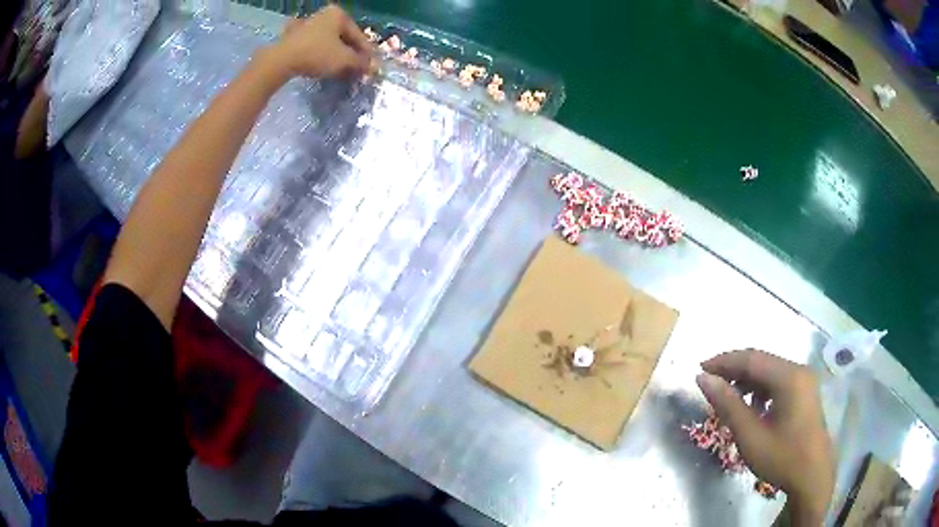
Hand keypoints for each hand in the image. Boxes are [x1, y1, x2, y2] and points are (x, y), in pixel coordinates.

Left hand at [267, 5, 373, 79]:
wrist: (281, 60)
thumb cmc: (317, 54)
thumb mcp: (344, 60)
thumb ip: (361, 63)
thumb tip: (374, 68)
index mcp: (339, 14)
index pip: (358, 36)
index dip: (366, 53)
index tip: (371, 67)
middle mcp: (324, 15)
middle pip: (343, 37)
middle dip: (351, 54)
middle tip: (357, 70)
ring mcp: (307, 24)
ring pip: (329, 42)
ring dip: (336, 56)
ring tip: (341, 70)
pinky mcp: (294, 37)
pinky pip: (315, 46)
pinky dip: (321, 55)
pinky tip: (323, 66)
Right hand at [697, 349, 834, 524]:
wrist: (812, 476)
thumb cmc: (781, 457)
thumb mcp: (751, 435)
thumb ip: (728, 404)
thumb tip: (704, 379)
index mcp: (789, 377)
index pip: (751, 359)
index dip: (724, 361)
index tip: (699, 369)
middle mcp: (798, 370)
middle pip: (761, 361)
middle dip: (734, 370)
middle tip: (709, 383)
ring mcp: (804, 380)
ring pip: (769, 370)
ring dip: (746, 380)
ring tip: (728, 398)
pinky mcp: (805, 391)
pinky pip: (778, 381)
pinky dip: (760, 389)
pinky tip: (752, 407)